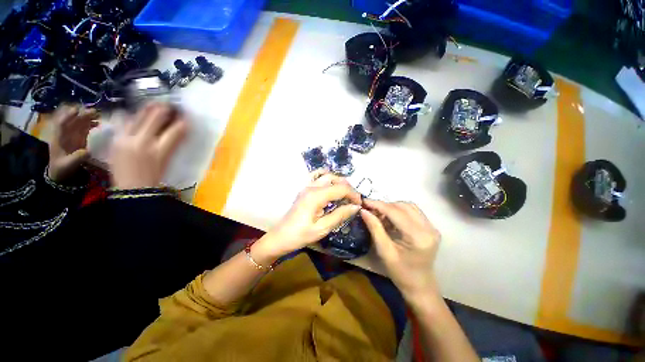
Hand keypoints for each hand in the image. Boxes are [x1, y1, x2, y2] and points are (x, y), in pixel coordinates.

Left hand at [48, 105, 99, 182]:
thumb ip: (76, 158)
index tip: (77, 111)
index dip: (68, 117)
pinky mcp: (80, 137)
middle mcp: (65, 133)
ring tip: (98, 115)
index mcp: (59, 138)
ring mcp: (73, 135)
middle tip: (94, 112)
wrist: (61, 172)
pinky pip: (85, 128)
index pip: (62, 124)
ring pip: (79, 122)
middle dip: (82, 115)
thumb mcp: (68, 164)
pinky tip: (98, 123)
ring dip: (88, 117)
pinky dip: (91, 123)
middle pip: (73, 120)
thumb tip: (88, 151)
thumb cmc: (62, 168)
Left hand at [109, 103, 187, 189]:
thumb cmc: (154, 178)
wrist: (131, 189)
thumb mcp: (167, 162)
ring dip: (148, 109)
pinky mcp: (115, 140)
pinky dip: (131, 116)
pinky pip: (123, 122)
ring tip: (154, 104)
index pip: (176, 130)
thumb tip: (177, 132)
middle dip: (165, 109)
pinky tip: (135, 114)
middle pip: (155, 117)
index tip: (187, 117)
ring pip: (138, 116)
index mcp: (160, 151)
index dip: (183, 122)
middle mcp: (143, 142)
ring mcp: (126, 139)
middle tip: (170, 105)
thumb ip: (172, 145)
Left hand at [253, 171, 362, 262]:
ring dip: (338, 182)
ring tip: (345, 194)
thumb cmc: (300, 235)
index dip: (353, 194)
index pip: (341, 188)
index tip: (359, 204)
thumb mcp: (323, 228)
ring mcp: (306, 186)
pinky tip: (330, 184)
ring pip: (327, 176)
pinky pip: (315, 176)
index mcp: (316, 196)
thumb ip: (340, 215)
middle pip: (335, 179)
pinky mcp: (304, 189)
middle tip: (353, 201)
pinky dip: (325, 177)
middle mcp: (311, 187)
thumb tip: (356, 207)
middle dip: (347, 188)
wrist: (280, 237)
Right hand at [360, 200, 441, 299]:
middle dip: (384, 205)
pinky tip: (390, 218)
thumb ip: (375, 228)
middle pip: (403, 206)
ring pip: (408, 206)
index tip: (364, 201)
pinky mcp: (430, 228)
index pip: (396, 212)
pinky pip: (412, 212)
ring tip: (379, 214)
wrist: (420, 286)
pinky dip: (399, 211)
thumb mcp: (384, 251)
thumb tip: (363, 211)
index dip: (378, 205)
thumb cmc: (401, 273)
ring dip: (392, 207)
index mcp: (418, 237)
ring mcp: (432, 227)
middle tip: (370, 209)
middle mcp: (429, 228)